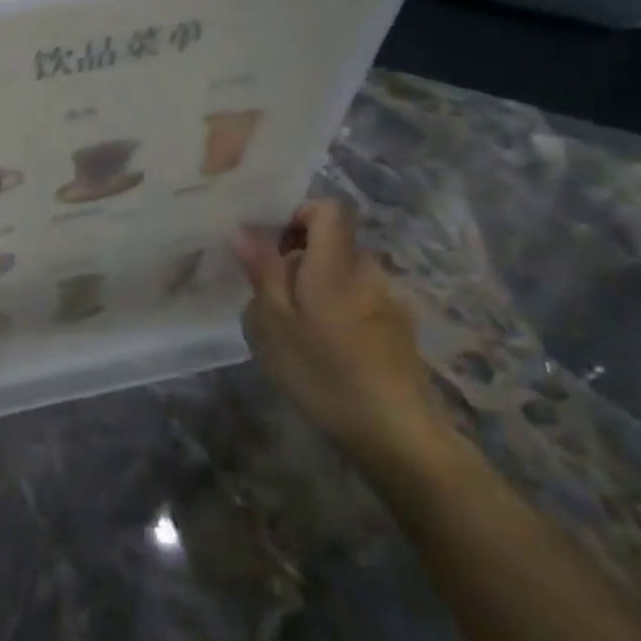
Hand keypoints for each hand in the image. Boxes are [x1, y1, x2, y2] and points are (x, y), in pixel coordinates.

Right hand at [231, 200, 452, 476]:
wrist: (395, 431)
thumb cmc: (324, 373)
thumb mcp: (274, 324)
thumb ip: (263, 272)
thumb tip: (244, 232)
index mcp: (336, 265)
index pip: (328, 208)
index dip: (298, 215)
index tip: (273, 246)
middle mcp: (367, 272)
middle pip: (332, 242)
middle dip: (298, 258)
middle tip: (270, 298)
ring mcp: (387, 299)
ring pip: (342, 273)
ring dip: (314, 287)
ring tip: (294, 329)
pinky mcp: (397, 326)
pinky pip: (357, 298)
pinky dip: (335, 309)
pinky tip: (324, 349)